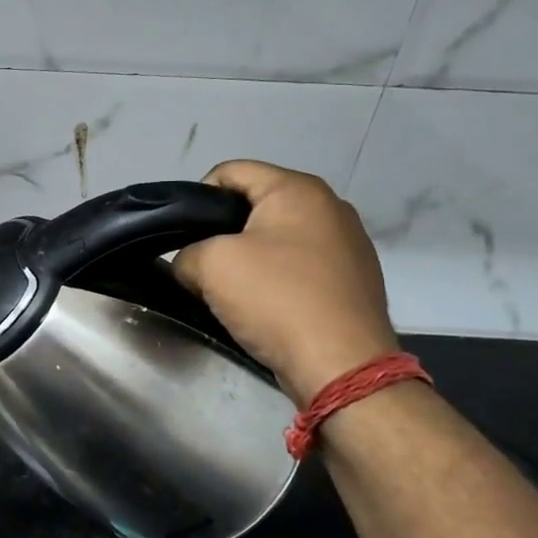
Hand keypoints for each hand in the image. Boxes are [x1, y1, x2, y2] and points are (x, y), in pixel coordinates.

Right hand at [171, 160, 399, 405]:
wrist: (341, 366)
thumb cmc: (275, 299)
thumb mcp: (209, 266)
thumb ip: (186, 254)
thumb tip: (192, 266)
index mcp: (297, 189)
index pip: (231, 171)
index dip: (197, 197)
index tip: (182, 234)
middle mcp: (330, 206)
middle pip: (256, 205)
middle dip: (223, 231)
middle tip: (201, 264)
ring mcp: (349, 244)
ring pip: (278, 238)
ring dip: (249, 258)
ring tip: (231, 290)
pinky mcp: (354, 279)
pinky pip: (300, 266)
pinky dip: (276, 279)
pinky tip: (265, 307)